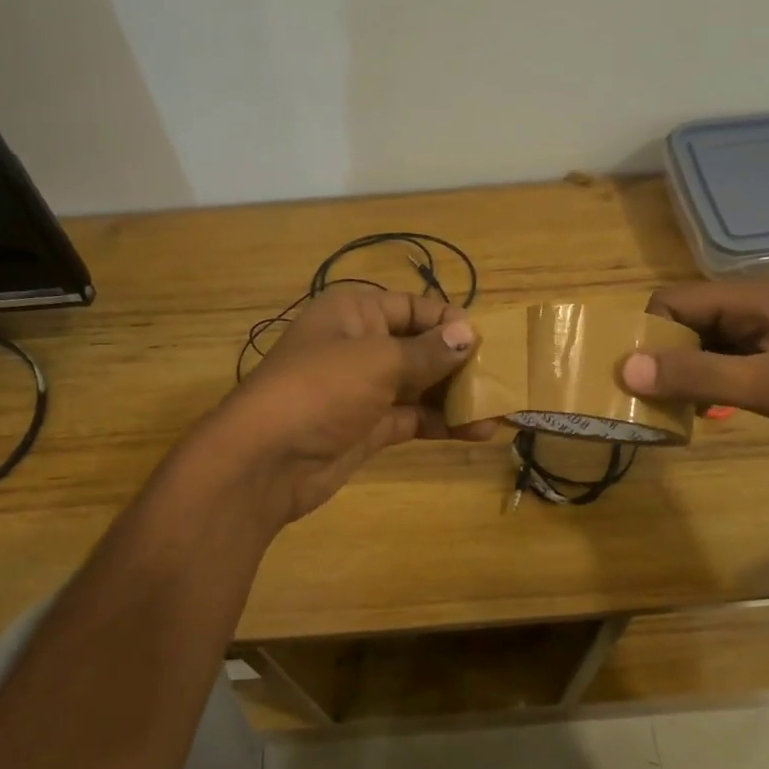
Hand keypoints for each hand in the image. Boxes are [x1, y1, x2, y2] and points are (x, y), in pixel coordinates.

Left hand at [211, 286, 492, 523]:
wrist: (264, 461)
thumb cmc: (320, 390)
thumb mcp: (378, 361)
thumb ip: (427, 351)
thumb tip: (469, 333)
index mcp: (354, 311)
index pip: (414, 307)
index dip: (450, 322)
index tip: (489, 342)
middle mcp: (359, 344)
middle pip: (419, 347)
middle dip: (459, 363)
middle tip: (503, 380)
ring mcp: (362, 389)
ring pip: (419, 385)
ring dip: (456, 397)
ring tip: (499, 410)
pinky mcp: (367, 427)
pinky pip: (412, 417)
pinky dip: (441, 423)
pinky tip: (477, 431)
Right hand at [620, 279, 768, 447]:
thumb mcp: (765, 385)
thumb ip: (697, 375)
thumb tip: (626, 369)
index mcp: (749, 298)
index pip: (672, 301)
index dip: (647, 333)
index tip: (634, 374)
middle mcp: (751, 305)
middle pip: (684, 320)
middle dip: (660, 354)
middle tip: (645, 395)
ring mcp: (763, 330)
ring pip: (700, 342)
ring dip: (681, 370)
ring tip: (667, 405)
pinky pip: (721, 359)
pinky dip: (704, 379)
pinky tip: (701, 407)